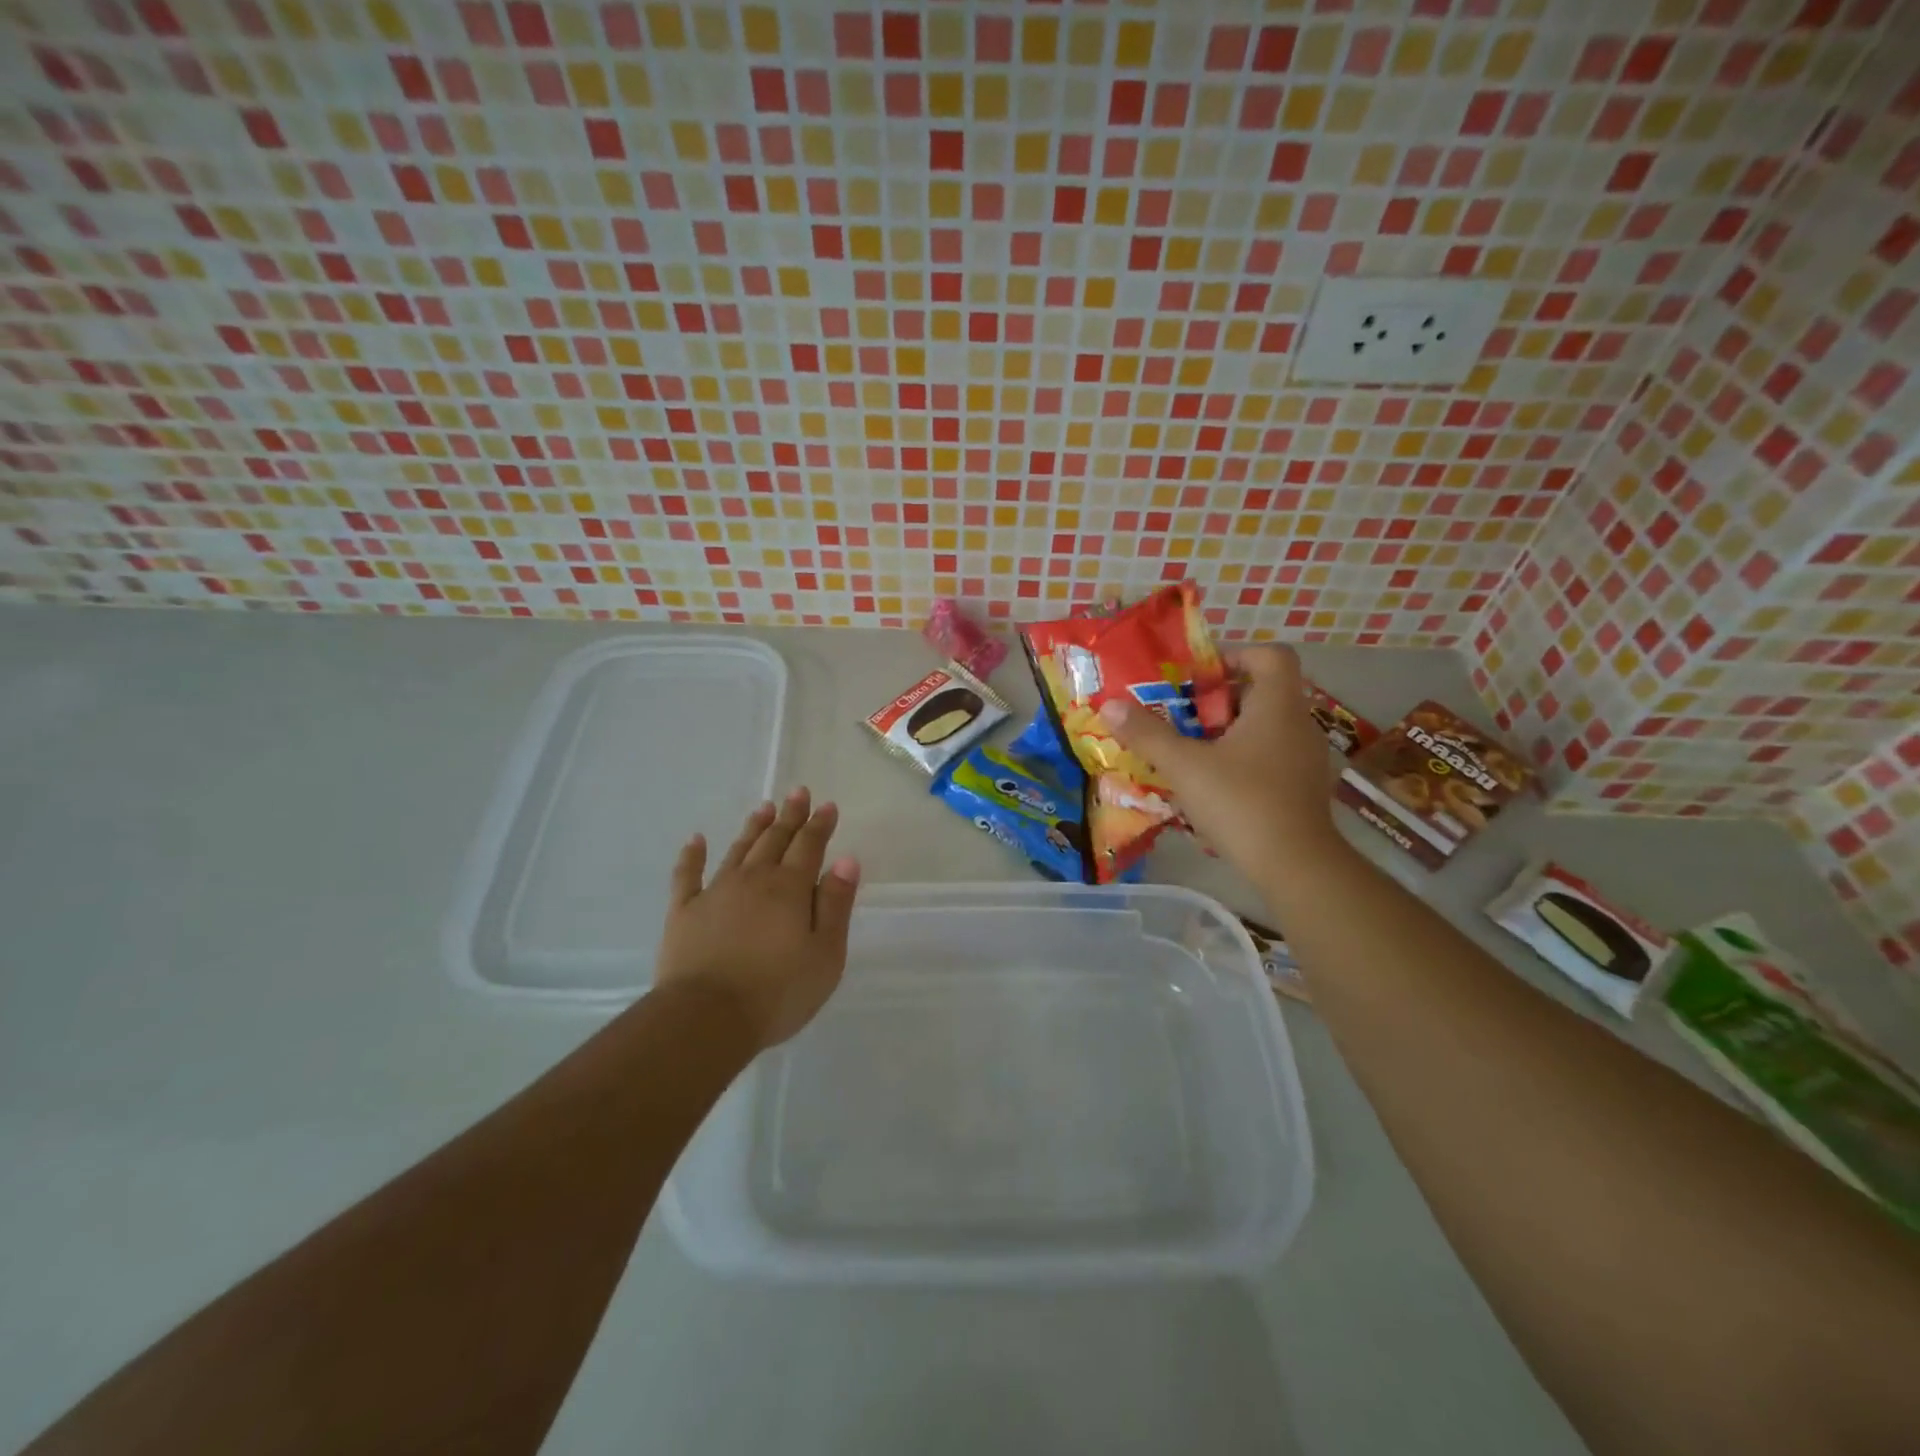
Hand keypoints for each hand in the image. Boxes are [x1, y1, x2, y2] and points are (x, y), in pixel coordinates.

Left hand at [655, 788, 859, 1050]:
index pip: (809, 847)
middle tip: (797, 792)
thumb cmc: (777, 992)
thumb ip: (836, 905)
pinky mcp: (684, 912)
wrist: (706, 1019)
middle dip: (790, 816)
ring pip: (739, 850)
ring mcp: (716, 892)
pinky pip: (688, 875)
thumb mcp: (826, 955)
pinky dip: (692, 855)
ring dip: (753, 828)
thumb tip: (846, 860)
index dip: (820, 825)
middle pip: (775, 840)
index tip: (827, 805)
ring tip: (763, 808)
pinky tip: (696, 840)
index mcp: (790, 889)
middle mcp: (754, 880)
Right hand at [1098, 644, 1340, 878]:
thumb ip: (1147, 734)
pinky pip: (1272, 756)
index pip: (1270, 655)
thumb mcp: (1185, 766)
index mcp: (1277, 706)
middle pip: (1263, 691)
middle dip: (1221, 699)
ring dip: (1230, 731)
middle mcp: (1299, 724)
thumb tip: (1109, 706)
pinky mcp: (1304, 788)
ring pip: (1266, 727)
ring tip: (1192, 751)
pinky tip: (1215, 785)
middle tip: (1183, 715)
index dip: (1236, 655)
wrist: (1296, 866)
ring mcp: (1307, 758)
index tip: (1200, 677)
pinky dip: (1244, 759)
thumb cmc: (1242, 803)